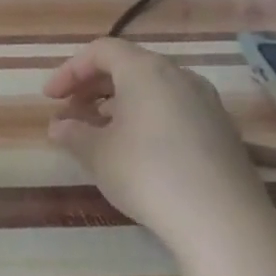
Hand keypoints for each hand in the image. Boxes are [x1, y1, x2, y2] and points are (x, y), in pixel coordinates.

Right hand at [43, 38, 275, 255]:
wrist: (224, 223)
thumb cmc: (147, 173)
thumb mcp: (94, 152)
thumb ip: (71, 132)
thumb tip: (60, 126)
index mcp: (147, 71)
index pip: (101, 51)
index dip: (69, 70)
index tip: (50, 98)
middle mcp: (181, 78)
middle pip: (129, 66)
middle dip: (92, 86)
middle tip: (70, 111)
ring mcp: (208, 105)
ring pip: (153, 89)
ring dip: (118, 103)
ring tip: (98, 131)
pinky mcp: (223, 133)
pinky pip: (174, 110)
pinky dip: (146, 117)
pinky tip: (134, 149)